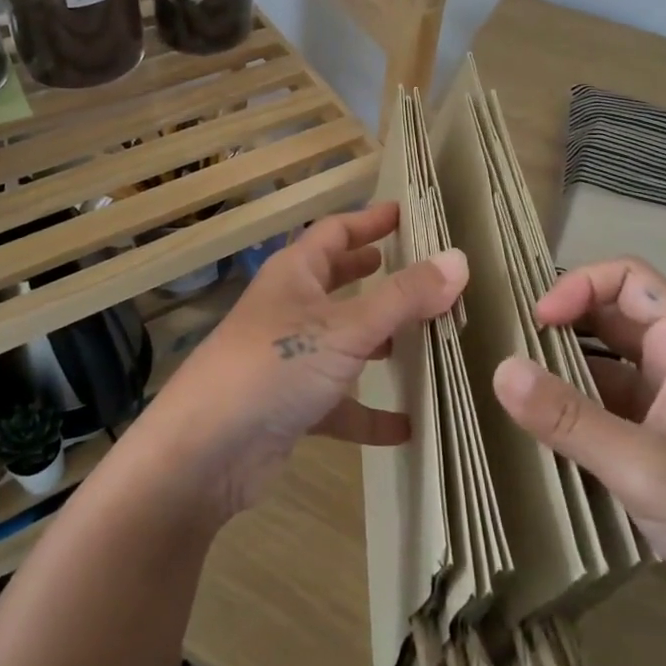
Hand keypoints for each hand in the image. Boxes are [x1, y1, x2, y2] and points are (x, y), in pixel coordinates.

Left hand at [140, 203, 467, 519]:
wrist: (206, 450)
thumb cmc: (275, 366)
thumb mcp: (347, 327)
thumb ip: (404, 296)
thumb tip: (458, 260)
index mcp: (295, 275)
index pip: (334, 232)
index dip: (369, 221)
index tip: (405, 214)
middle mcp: (289, 309)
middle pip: (336, 281)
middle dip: (372, 274)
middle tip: (416, 271)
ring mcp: (287, 359)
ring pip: (340, 341)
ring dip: (376, 339)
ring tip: (420, 339)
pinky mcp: (290, 407)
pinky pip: (339, 403)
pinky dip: (368, 411)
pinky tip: (405, 425)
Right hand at [492, 257, 665, 658]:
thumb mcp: (644, 467)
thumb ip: (569, 418)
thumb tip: (500, 370)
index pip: (629, 279)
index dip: (580, 284)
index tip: (538, 321)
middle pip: (610, 319)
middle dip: (561, 324)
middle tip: (508, 346)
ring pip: (603, 369)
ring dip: (560, 372)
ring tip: (510, 388)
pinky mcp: (656, 452)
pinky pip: (603, 413)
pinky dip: (571, 414)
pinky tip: (537, 434)